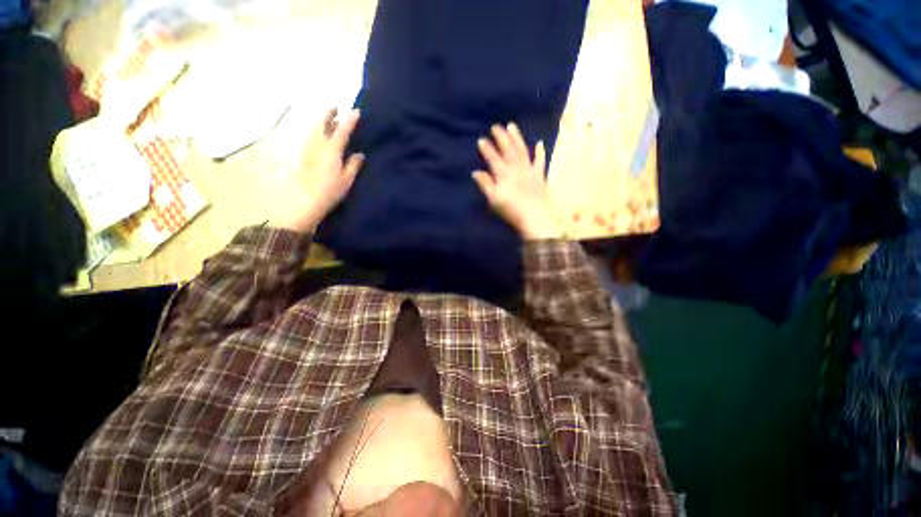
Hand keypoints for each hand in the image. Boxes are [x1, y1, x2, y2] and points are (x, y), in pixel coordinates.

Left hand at [271, 109, 364, 232]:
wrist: (305, 201)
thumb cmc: (330, 191)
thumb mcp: (346, 180)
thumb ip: (353, 165)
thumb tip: (359, 154)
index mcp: (332, 150)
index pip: (343, 131)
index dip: (350, 120)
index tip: (356, 111)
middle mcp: (319, 145)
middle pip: (323, 123)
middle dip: (330, 113)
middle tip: (336, 108)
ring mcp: (308, 148)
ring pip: (315, 128)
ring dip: (322, 120)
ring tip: (328, 117)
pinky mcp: (303, 154)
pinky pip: (310, 135)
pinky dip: (316, 129)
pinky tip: (319, 132)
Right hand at [472, 123, 562, 239]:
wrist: (536, 217)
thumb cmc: (512, 210)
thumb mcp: (494, 199)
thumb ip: (485, 185)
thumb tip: (476, 172)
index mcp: (504, 174)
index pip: (493, 158)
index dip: (487, 149)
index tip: (481, 139)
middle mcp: (517, 168)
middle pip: (508, 150)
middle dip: (501, 137)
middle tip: (495, 126)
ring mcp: (530, 170)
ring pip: (522, 150)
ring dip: (517, 138)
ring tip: (511, 126)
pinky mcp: (540, 176)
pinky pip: (540, 161)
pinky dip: (540, 152)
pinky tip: (539, 143)